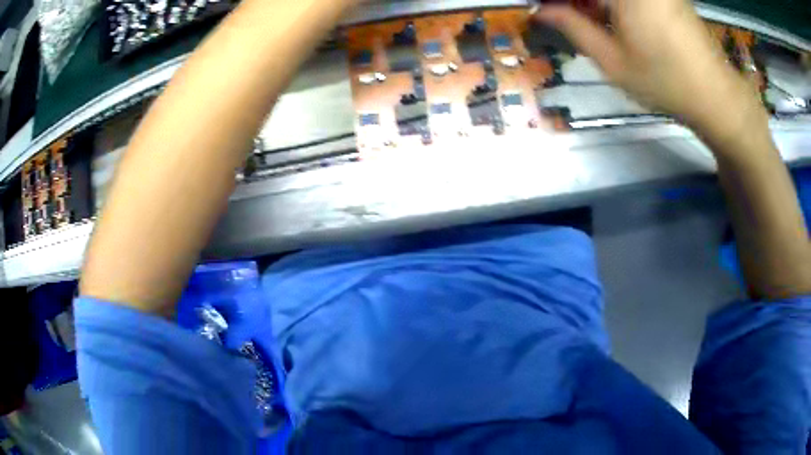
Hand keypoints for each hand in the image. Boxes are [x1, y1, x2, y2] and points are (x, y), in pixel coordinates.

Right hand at [535, 0, 766, 141]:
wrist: (716, 95)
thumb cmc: (665, 81)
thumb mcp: (613, 61)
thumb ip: (574, 28)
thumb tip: (542, 10)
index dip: (557, 1)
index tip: (545, 10)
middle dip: (577, 4)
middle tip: (563, 15)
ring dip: (595, 6)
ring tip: (587, 20)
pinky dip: (614, 6)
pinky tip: (611, 18)